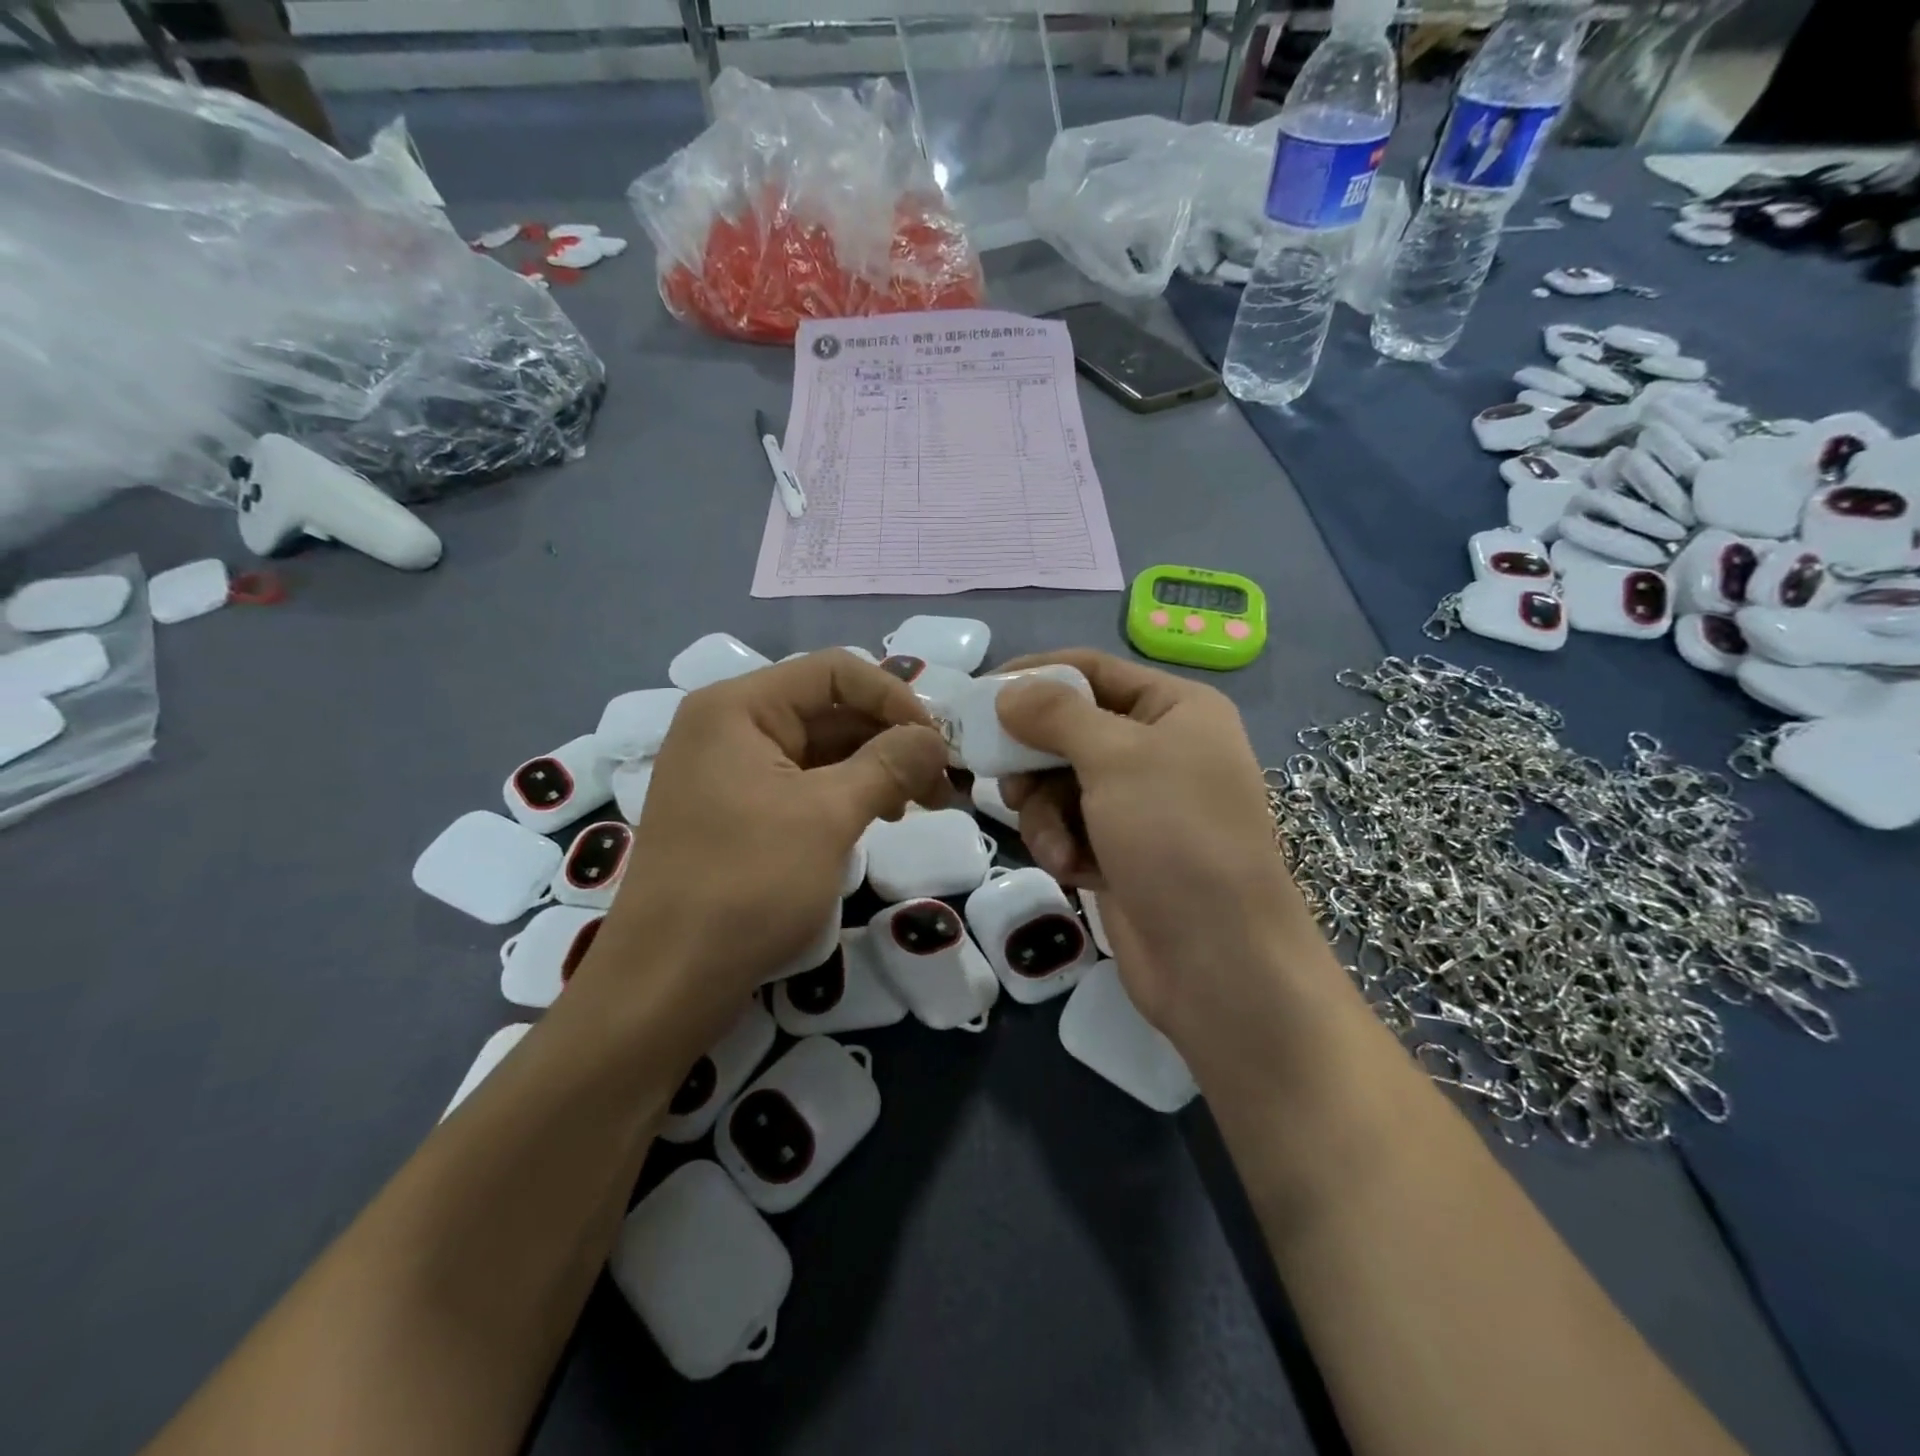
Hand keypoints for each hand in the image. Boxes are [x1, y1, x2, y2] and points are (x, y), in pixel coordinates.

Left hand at [586, 650, 949, 1039]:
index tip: (938, 743)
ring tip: (923, 803)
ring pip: (821, 749)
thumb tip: (935, 738)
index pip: (834, 670)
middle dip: (891, 738)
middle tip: (943, 781)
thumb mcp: (828, 816)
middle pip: (829, 709)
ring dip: (876, 768)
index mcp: (739, 707)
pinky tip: (883, 816)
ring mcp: (731, 772)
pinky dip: (848, 794)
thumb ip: (888, 764)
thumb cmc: (746, 885)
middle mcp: (730, 727)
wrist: (666, 983)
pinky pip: (804, 784)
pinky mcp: (738, 812)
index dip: (894, 697)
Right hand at [995, 650, 1320, 1058]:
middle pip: (1069, 730)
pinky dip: (1065, 846)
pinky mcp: (1123, 850)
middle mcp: (1160, 749)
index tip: (977, 695)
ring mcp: (1142, 804)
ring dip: (1047, 815)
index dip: (1034, 676)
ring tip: (1057, 846)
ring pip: (1060, 785)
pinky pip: (1070, 827)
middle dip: (1035, 761)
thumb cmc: (1175, 837)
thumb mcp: (1116, 758)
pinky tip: (1076, 872)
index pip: (1090, 670)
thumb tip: (1008, 692)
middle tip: (1006, 782)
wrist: (1219, 961)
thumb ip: (1055, 715)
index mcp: (1175, 709)